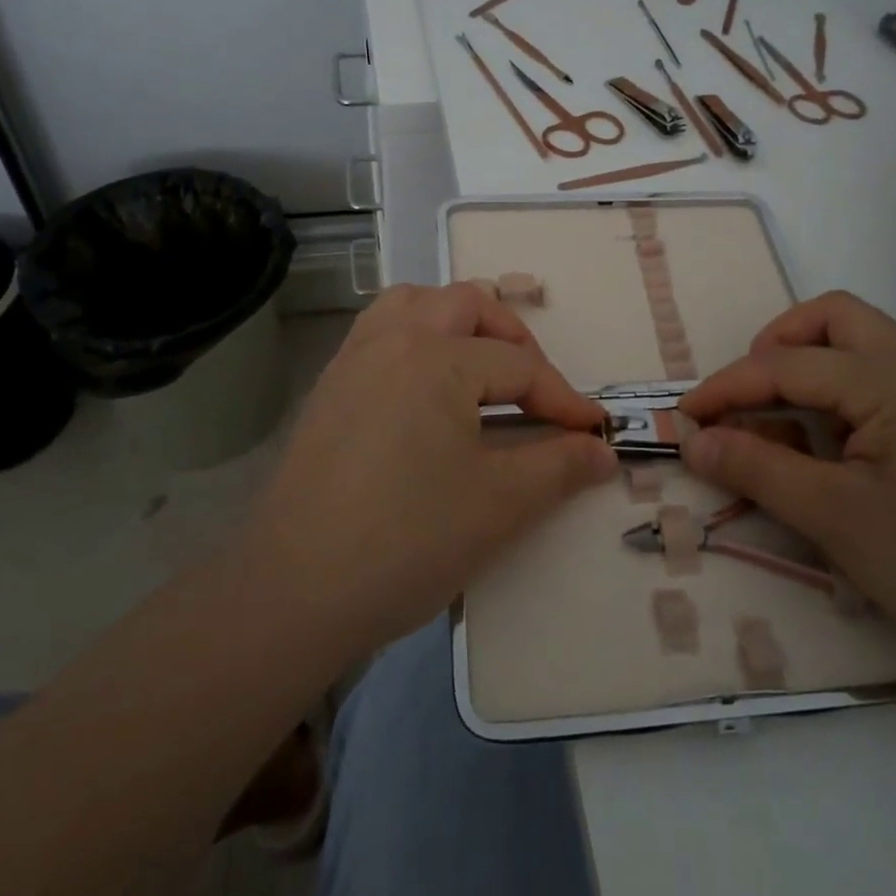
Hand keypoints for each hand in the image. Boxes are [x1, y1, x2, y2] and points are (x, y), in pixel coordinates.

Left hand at [230, 283, 616, 658]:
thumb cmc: (407, 541)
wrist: (293, 592)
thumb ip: (559, 467)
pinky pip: (379, 333)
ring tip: (480, 366)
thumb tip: (602, 450)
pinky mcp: (328, 389)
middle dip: (512, 337)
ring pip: (412, 303)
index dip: (563, 399)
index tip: (592, 432)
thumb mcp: (498, 504)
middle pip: (466, 304)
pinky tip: (427, 390)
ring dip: (456, 321)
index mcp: (436, 357)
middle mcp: (392, 339)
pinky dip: (415, 338)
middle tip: (534, 388)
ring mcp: (352, 360)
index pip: (519, 365)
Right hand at [678, 291, 895, 673]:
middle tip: (747, 397)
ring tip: (782, 423)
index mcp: (894, 379)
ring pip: (864, 346)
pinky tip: (834, 449)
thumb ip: (758, 470)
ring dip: (811, 368)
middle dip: (777, 345)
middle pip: (834, 318)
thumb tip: (694, 441)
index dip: (728, 387)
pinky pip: (886, 383)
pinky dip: (843, 397)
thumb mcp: (836, 519)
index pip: (788, 364)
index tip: (684, 417)